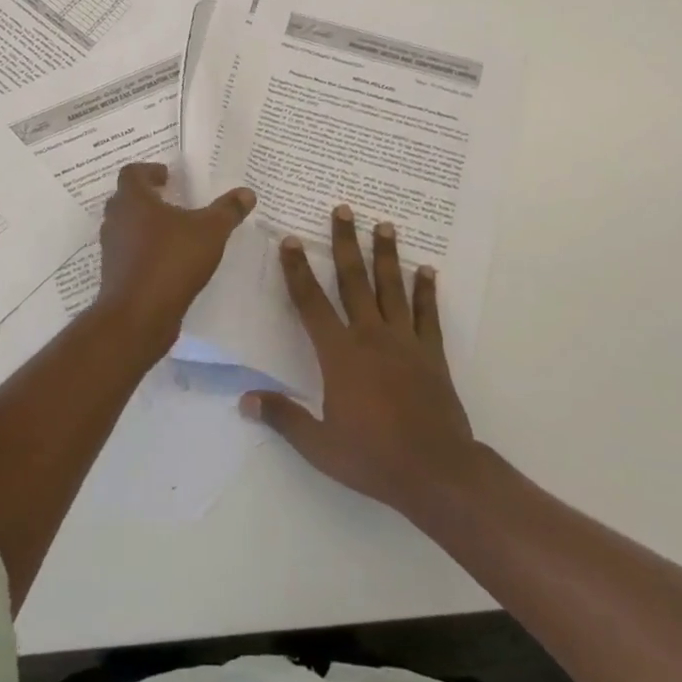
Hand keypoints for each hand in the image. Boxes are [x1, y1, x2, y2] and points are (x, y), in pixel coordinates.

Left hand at [93, 162, 255, 354]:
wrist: (138, 316)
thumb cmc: (171, 261)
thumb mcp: (210, 232)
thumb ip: (228, 210)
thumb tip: (247, 193)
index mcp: (133, 199)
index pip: (132, 173)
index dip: (150, 171)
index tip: (168, 177)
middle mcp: (116, 219)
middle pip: (127, 198)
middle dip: (149, 198)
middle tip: (173, 200)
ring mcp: (112, 249)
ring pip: (127, 227)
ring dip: (146, 225)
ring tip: (175, 231)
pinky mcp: (114, 274)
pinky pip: (129, 253)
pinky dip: (145, 251)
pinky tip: (169, 261)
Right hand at [241, 205, 478, 520]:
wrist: (436, 472)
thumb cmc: (373, 457)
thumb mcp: (319, 445)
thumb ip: (283, 417)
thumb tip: (245, 401)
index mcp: (339, 354)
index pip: (311, 302)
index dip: (297, 270)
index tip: (290, 240)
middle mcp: (370, 336)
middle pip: (354, 280)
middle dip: (345, 243)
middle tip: (343, 209)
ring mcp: (404, 342)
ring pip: (392, 288)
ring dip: (386, 255)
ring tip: (385, 225)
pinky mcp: (431, 354)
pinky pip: (428, 315)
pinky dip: (426, 291)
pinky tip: (427, 270)